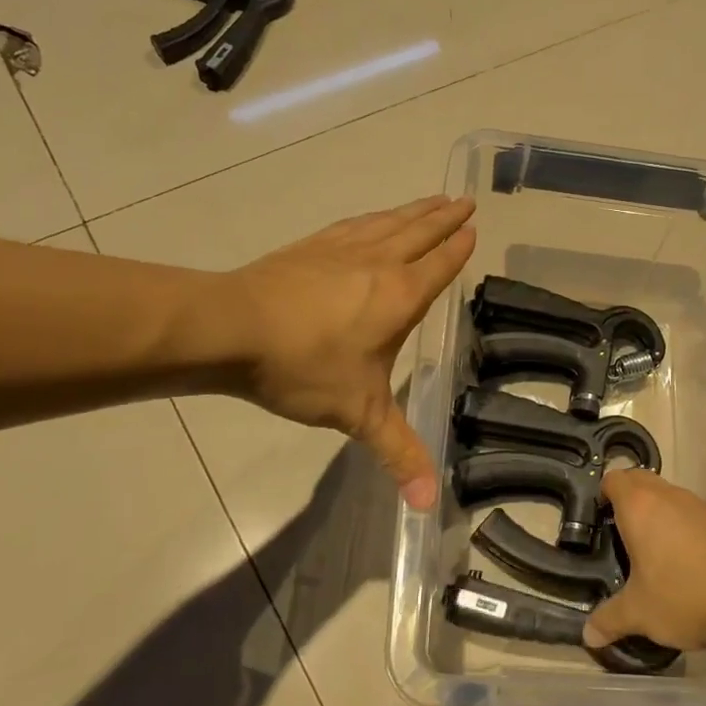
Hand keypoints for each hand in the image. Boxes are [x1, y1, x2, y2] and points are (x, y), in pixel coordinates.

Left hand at [227, 196, 474, 508]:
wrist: (231, 328)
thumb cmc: (304, 367)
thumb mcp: (359, 414)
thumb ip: (398, 454)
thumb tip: (428, 506)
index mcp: (401, 296)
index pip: (440, 265)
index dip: (458, 248)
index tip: (473, 228)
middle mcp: (379, 263)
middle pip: (420, 233)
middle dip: (445, 218)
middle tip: (465, 201)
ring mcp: (342, 250)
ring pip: (389, 222)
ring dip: (414, 210)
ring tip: (432, 199)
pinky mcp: (311, 246)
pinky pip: (355, 224)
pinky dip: (373, 217)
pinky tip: (372, 218)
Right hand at [582, 470, 705, 651]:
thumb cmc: (681, 597)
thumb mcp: (639, 613)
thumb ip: (610, 619)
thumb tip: (588, 635)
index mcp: (639, 507)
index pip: (614, 479)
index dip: (604, 492)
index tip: (600, 516)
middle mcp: (668, 496)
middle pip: (641, 478)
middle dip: (629, 495)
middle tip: (622, 528)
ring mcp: (699, 505)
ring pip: (669, 494)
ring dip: (658, 509)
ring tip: (654, 546)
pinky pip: (693, 511)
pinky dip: (684, 524)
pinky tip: (687, 558)